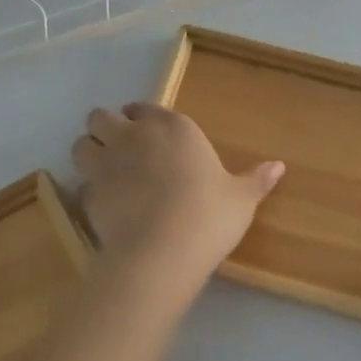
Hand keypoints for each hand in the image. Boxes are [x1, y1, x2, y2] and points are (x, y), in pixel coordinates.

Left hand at [72, 103, 284, 284]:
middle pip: (101, 116)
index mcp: (172, 127)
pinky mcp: (89, 195)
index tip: (150, 133)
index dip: (143, 119)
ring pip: (81, 143)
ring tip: (106, 171)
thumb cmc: (208, 215)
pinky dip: (89, 189)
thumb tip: (279, 166)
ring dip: (90, 152)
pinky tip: (105, 205)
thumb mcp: (241, 199)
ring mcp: (106, 164)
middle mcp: (133, 136)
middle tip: (122, 148)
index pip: (145, 108)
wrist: (163, 251)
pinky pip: (81, 183)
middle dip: (107, 127)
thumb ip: (256, 180)